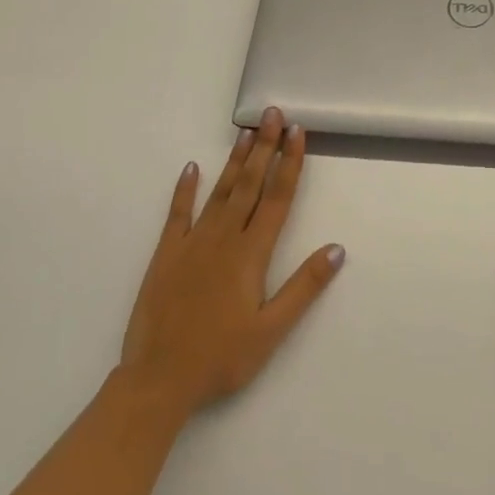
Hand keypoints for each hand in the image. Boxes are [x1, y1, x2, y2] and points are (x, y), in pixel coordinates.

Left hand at [116, 107, 344, 421]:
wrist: (157, 380)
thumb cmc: (220, 358)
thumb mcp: (271, 330)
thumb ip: (304, 287)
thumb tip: (337, 248)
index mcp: (252, 253)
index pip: (278, 198)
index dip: (290, 163)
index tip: (298, 132)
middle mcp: (224, 238)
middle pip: (251, 184)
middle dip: (265, 147)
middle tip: (274, 114)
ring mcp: (193, 242)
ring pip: (220, 191)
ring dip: (236, 160)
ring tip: (246, 131)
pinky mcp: (166, 254)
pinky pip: (178, 214)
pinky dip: (185, 189)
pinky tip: (192, 168)